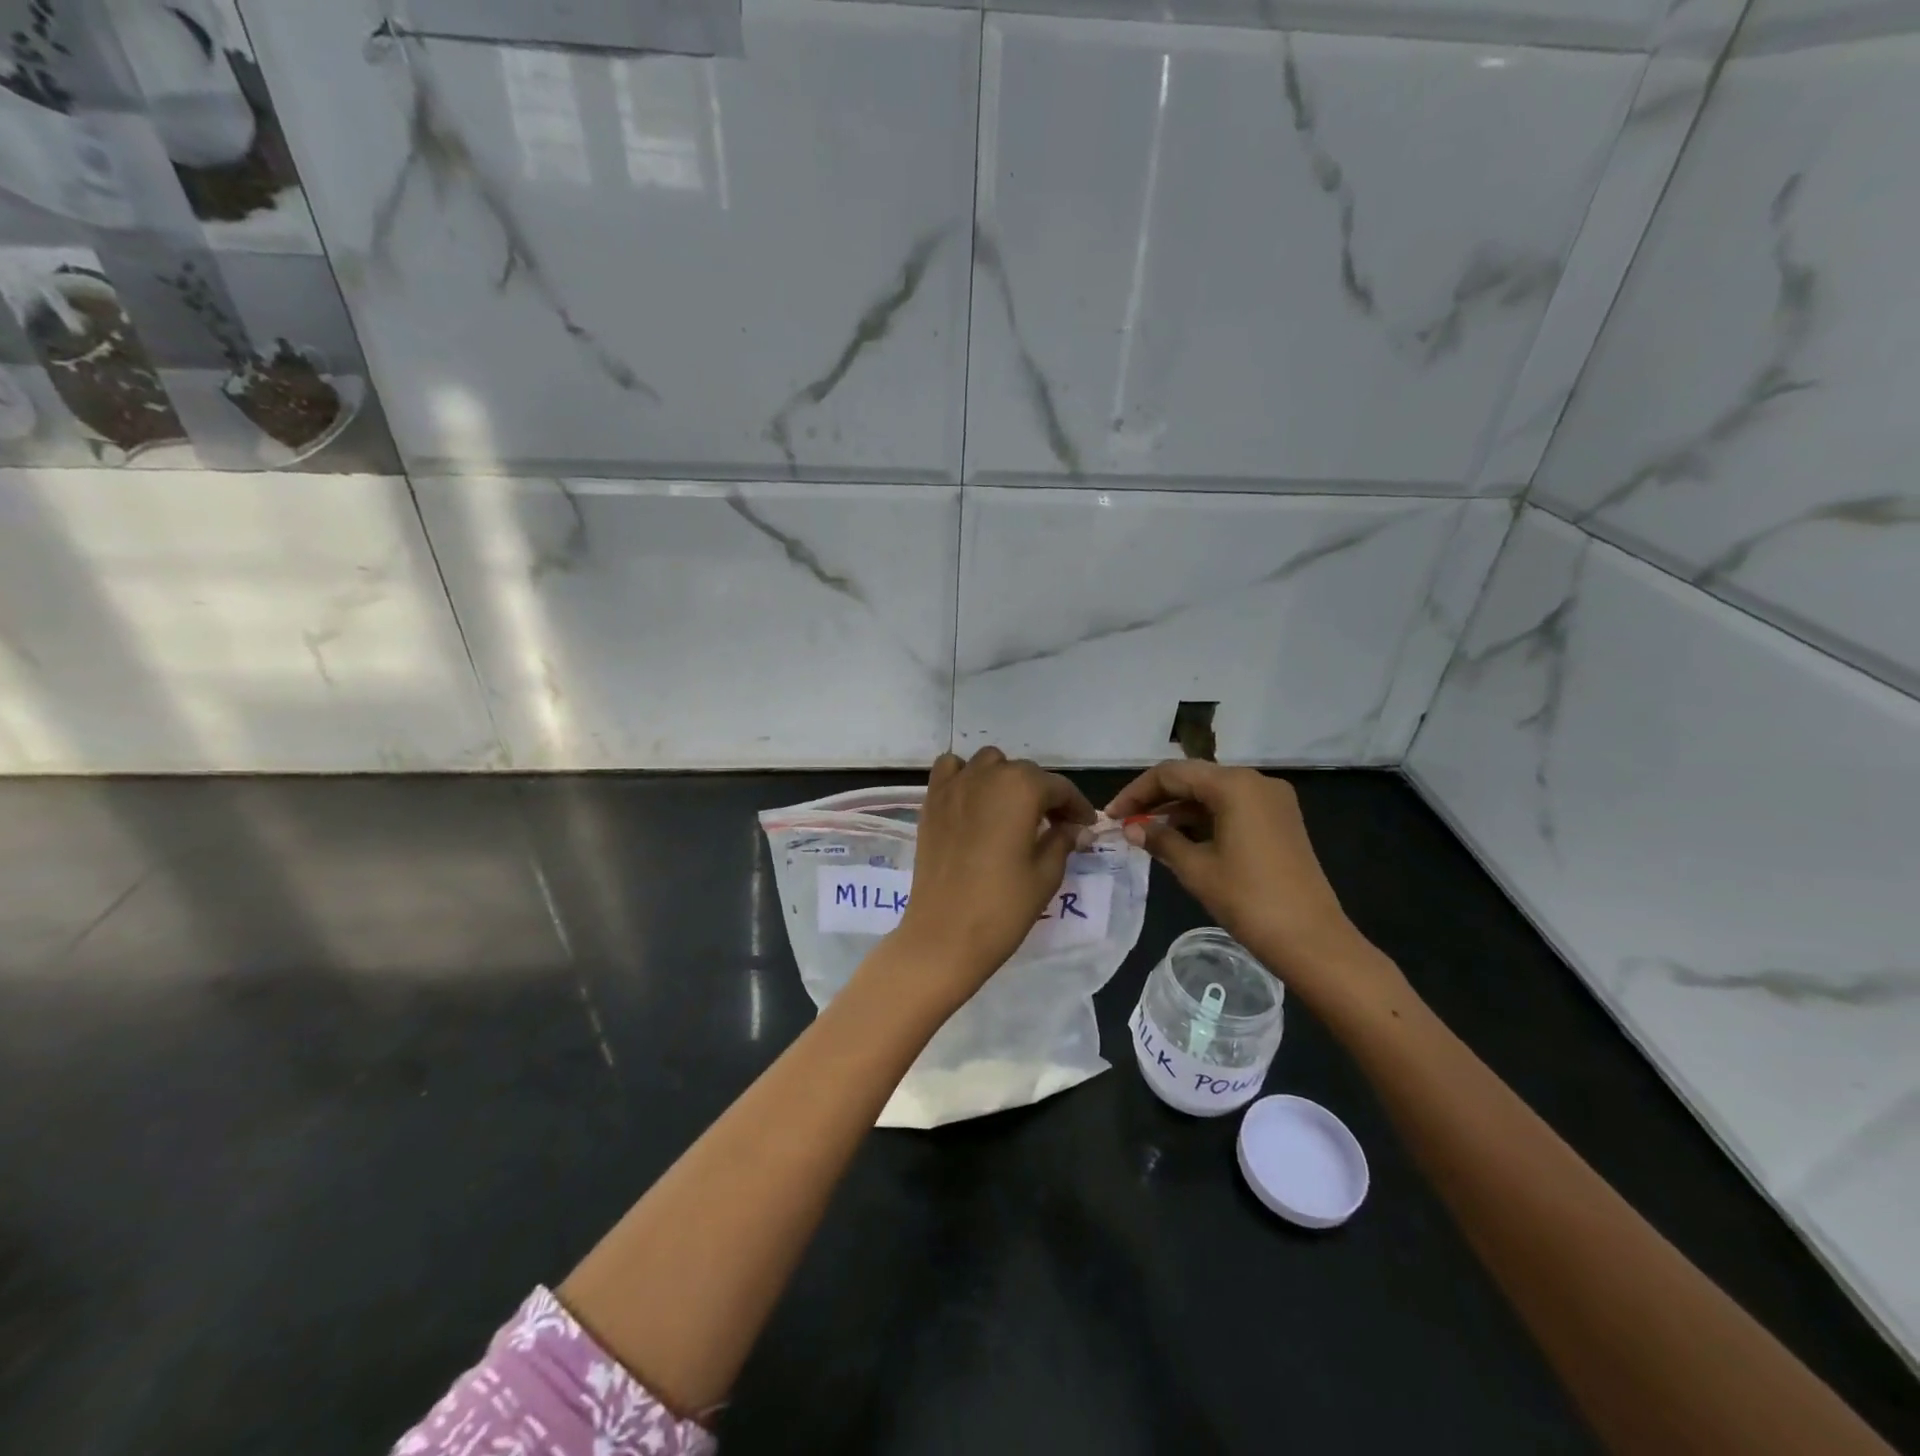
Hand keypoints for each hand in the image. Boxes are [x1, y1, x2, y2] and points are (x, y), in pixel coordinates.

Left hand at [893, 747, 1096, 1004]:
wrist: (945, 934)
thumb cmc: (1003, 906)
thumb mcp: (1046, 873)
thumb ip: (1063, 840)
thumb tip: (1075, 828)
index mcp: (1022, 788)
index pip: (1059, 788)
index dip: (1077, 807)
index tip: (1086, 826)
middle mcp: (988, 775)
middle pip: (1025, 773)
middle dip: (1044, 795)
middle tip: (1056, 826)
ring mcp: (955, 785)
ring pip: (989, 764)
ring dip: (1005, 780)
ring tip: (1013, 811)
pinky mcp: (931, 802)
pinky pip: (951, 770)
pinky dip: (965, 776)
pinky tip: (974, 802)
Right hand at [1106, 761, 1386, 1013]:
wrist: (1312, 940)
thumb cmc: (1248, 900)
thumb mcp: (1196, 868)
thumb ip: (1160, 840)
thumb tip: (1131, 828)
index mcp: (1234, 785)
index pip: (1171, 774)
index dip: (1137, 793)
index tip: (1112, 816)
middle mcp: (1255, 782)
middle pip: (1193, 778)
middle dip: (1156, 799)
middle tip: (1126, 823)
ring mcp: (1272, 801)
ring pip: (1212, 794)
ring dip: (1179, 810)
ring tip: (1147, 835)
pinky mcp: (1280, 821)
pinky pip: (1232, 808)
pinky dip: (1203, 820)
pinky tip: (1180, 840)